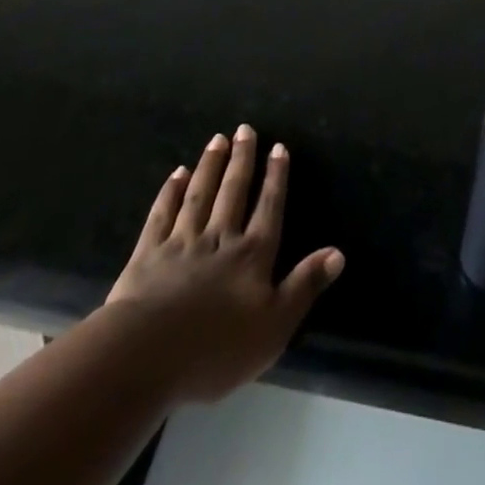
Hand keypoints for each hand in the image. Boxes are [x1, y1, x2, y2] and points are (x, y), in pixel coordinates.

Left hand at [102, 126, 343, 403]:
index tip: (278, 147)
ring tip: (217, 139)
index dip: (275, 178)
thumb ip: (305, 286)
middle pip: (233, 192)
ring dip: (210, 166)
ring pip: (200, 195)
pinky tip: (177, 174)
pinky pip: (162, 214)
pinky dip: (170, 192)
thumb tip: (338, 252)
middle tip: (245, 129)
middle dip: (242, 160)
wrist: (147, 356)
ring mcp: (182, 243)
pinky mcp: (148, 254)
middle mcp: (220, 238)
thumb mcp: (274, 327)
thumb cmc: (217, 349)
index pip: (269, 208)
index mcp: (252, 255)